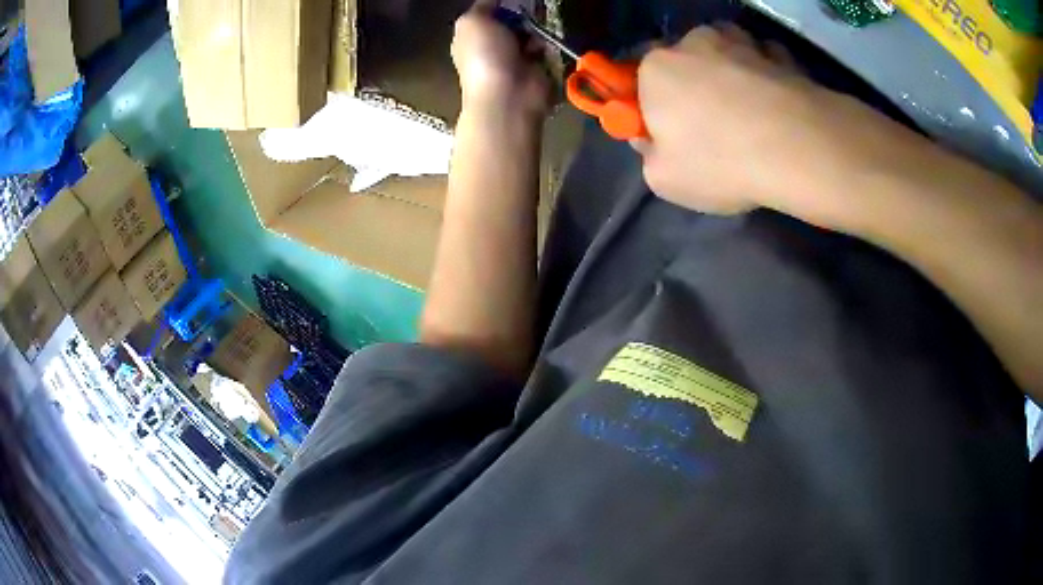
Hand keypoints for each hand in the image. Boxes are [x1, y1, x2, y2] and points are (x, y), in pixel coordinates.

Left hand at [452, 2, 548, 117]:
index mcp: (472, 37)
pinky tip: (541, 48)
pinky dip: (546, 44)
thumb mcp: (473, 21)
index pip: (487, 13)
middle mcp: (492, 46)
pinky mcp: (537, 67)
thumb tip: (493, 0)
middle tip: (527, 13)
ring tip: (533, 32)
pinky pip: (545, 47)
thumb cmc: (485, 55)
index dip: (498, 5)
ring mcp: (515, 57)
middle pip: (511, 20)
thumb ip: (482, 5)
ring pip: (531, 31)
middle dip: (521, 14)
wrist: (509, 95)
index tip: (511, 1)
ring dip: (535, 29)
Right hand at [635, 25, 896, 218]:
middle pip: (686, 60)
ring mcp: (741, 43)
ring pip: (728, 52)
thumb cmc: (719, 161)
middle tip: (712, 122)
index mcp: (656, 68)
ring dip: (732, 71)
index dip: (651, 104)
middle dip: (694, 84)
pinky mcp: (780, 54)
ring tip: (751, 109)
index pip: (639, 78)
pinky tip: (777, 101)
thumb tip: (653, 139)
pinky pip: (765, 59)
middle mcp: (694, 42)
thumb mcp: (663, 179)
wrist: (795, 147)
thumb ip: (649, 155)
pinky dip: (767, 74)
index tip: (667, 129)